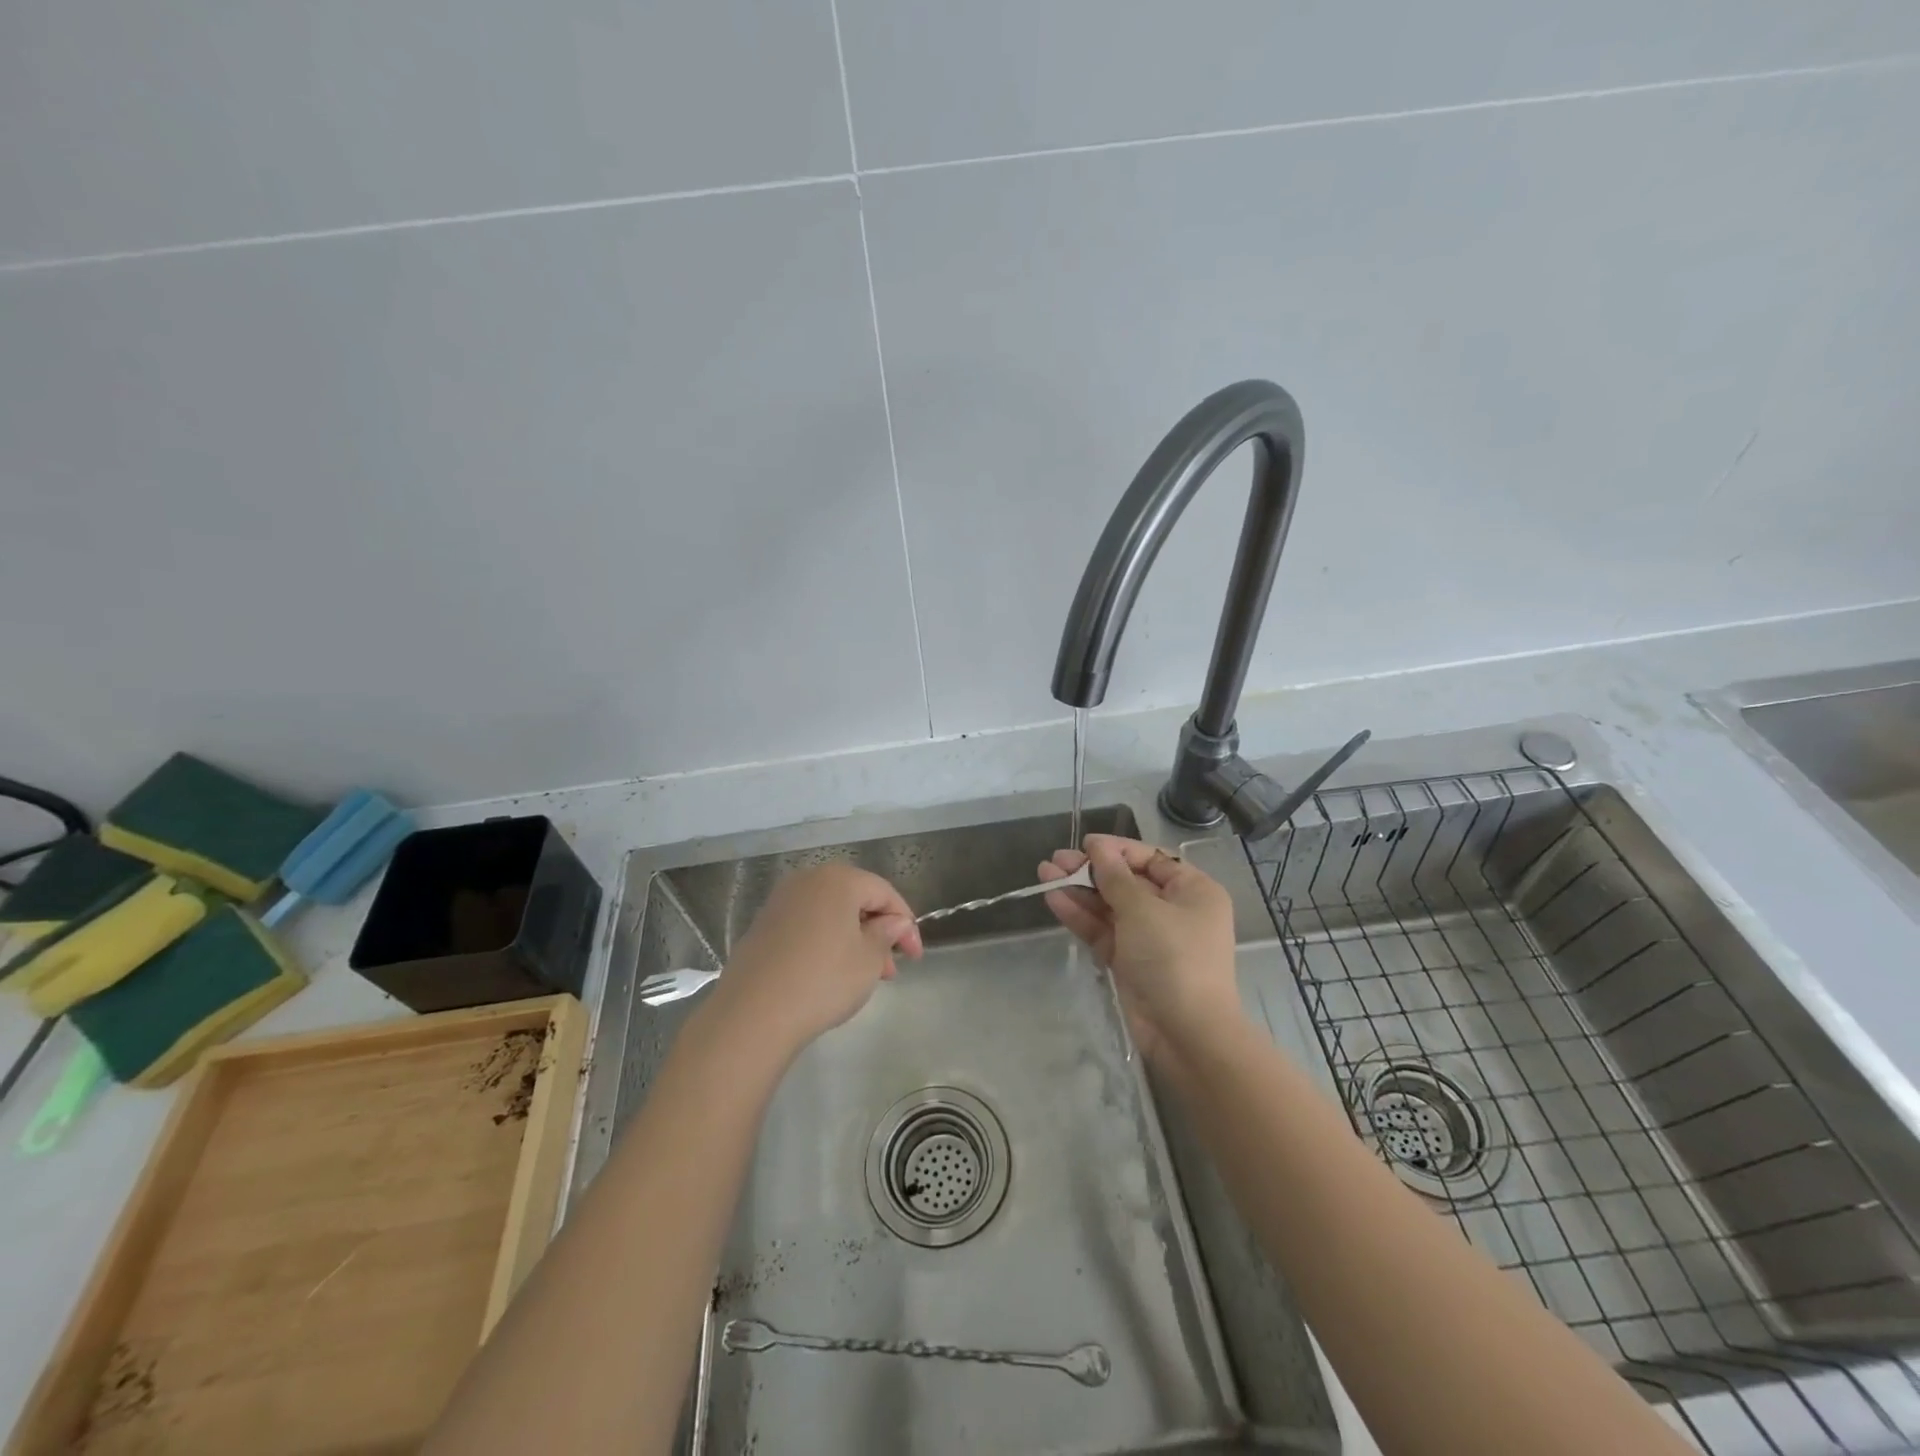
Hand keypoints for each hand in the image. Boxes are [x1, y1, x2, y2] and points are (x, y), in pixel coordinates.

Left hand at [708, 864, 922, 1058]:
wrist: (752, 1014)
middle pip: (855, 899)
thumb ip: (887, 934)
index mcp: (838, 880)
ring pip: (830, 914)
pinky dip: (826, 942)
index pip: (883, 892)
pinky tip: (831, 974)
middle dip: (878, 931)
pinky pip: (807, 926)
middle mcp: (807, 881)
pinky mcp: (763, 926)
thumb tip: (895, 922)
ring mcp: (781, 903)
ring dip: (853, 939)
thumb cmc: (823, 980)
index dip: (905, 922)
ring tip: (865, 976)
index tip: (915, 956)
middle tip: (890, 969)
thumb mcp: (868, 960)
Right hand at [1038, 834, 1242, 1062]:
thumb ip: (1115, 877)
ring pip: (1110, 906)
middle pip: (1127, 881)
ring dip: (1080, 890)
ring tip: (1044, 874)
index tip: (1084, 844)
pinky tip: (1054, 899)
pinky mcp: (1130, 961)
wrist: (1186, 1033)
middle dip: (1091, 870)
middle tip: (1056, 860)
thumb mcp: (1143, 910)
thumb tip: (1097, 847)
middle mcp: (1173, 910)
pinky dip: (1081, 916)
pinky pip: (1104, 930)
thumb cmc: (1173, 958)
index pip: (1152, 859)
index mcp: (1192, 891)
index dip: (1117, 850)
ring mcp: (1150, 938)